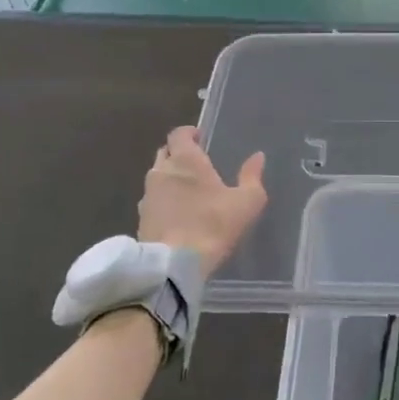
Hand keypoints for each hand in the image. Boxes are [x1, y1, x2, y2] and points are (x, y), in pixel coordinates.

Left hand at [137, 127, 267, 273]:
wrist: (174, 266)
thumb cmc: (213, 225)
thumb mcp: (247, 202)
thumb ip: (252, 176)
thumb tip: (257, 157)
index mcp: (186, 160)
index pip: (179, 134)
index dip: (189, 133)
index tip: (200, 139)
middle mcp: (162, 171)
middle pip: (165, 152)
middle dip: (178, 153)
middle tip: (197, 164)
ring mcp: (147, 195)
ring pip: (157, 177)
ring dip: (169, 178)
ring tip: (187, 191)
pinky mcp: (140, 219)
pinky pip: (152, 200)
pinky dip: (163, 201)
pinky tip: (176, 214)